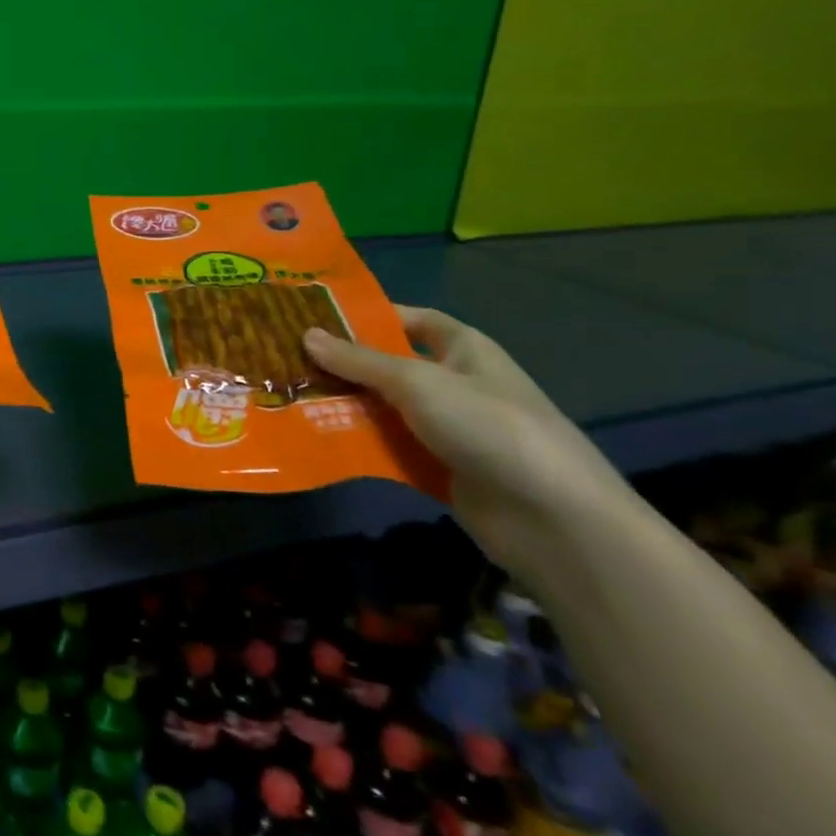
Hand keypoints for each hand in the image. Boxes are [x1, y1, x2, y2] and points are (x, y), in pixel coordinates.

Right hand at [304, 306, 632, 568]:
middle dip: (341, 364)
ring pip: (383, 409)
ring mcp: (447, 429)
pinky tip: (313, 439)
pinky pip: (388, 448)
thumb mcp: (417, 383)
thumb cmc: (488, 426)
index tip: (316, 317)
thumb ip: (358, 361)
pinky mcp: (437, 468)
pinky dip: (357, 444)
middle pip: (388, 366)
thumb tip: (306, 334)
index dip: (369, 316)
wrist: (552, 519)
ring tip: (285, 396)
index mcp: (463, 350)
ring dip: (343, 406)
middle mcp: (454, 384)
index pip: (412, 320)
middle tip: (283, 358)